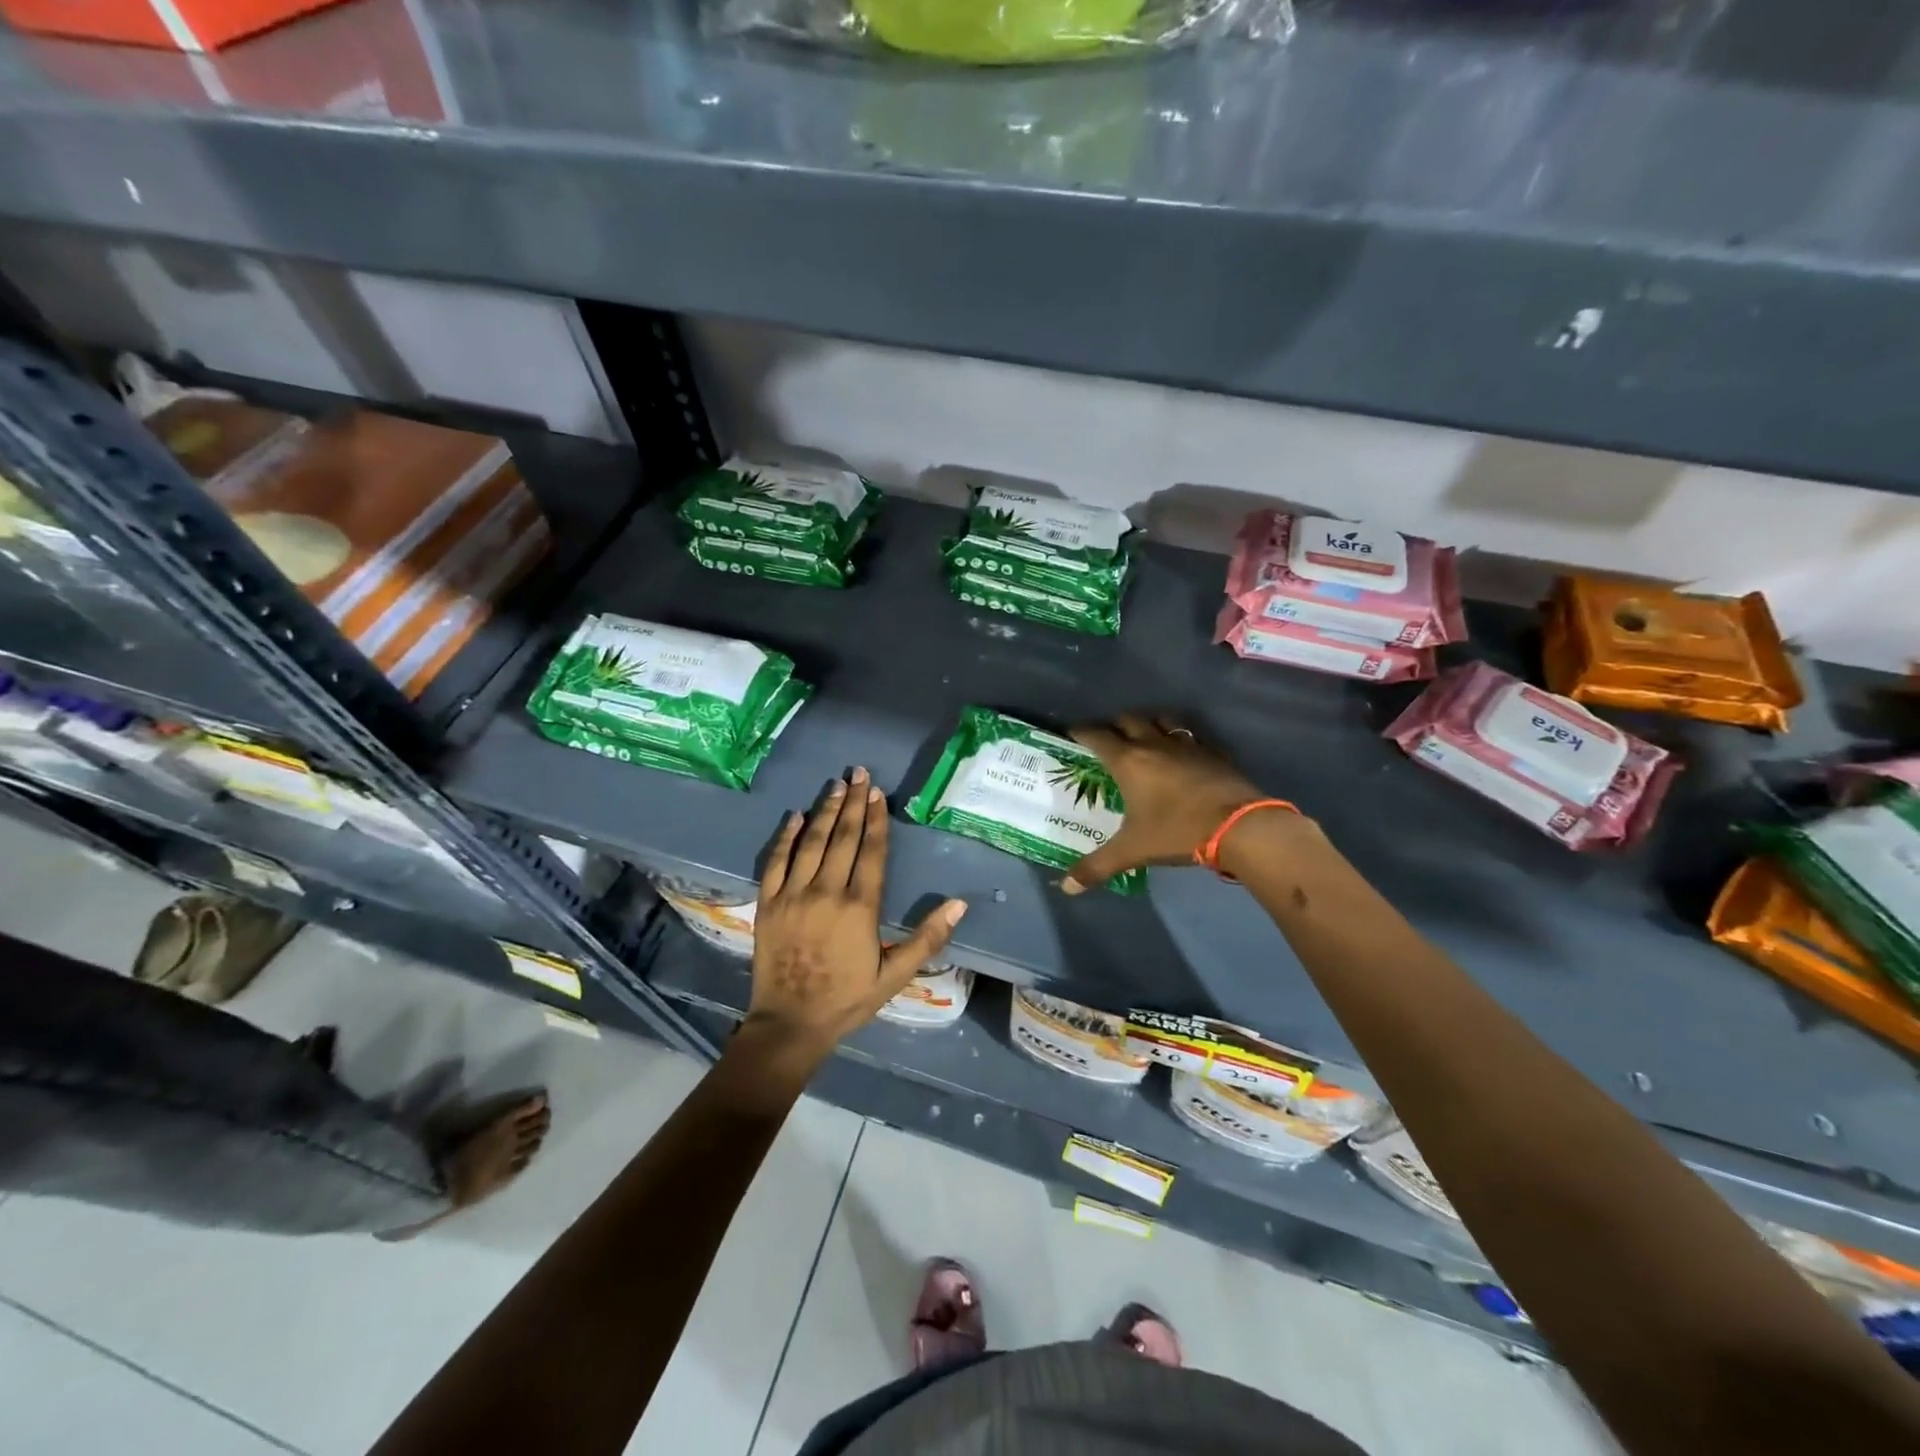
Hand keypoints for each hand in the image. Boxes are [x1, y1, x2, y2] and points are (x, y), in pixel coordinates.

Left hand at [746, 767, 967, 1058]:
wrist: (790, 1024)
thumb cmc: (848, 999)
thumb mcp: (896, 976)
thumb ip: (928, 939)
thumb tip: (959, 904)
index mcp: (860, 907)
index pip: (871, 851)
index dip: (876, 819)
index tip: (879, 793)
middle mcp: (827, 891)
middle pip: (843, 838)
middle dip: (854, 803)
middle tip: (859, 773)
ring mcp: (793, 895)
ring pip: (811, 842)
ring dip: (825, 811)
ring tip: (836, 785)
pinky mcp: (768, 903)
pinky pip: (776, 861)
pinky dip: (786, 837)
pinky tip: (796, 816)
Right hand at [1062, 714, 1271, 891]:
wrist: (1240, 826)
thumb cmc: (1177, 832)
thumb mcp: (1133, 851)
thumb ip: (1097, 867)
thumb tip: (1068, 887)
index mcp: (1128, 762)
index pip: (1097, 736)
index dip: (1081, 731)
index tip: (1072, 732)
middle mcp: (1154, 745)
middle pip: (1129, 720)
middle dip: (1114, 725)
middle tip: (1108, 739)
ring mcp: (1186, 745)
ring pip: (1162, 720)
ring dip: (1148, 723)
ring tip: (1144, 736)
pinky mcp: (1213, 752)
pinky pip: (1190, 736)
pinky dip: (1179, 738)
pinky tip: (1182, 753)